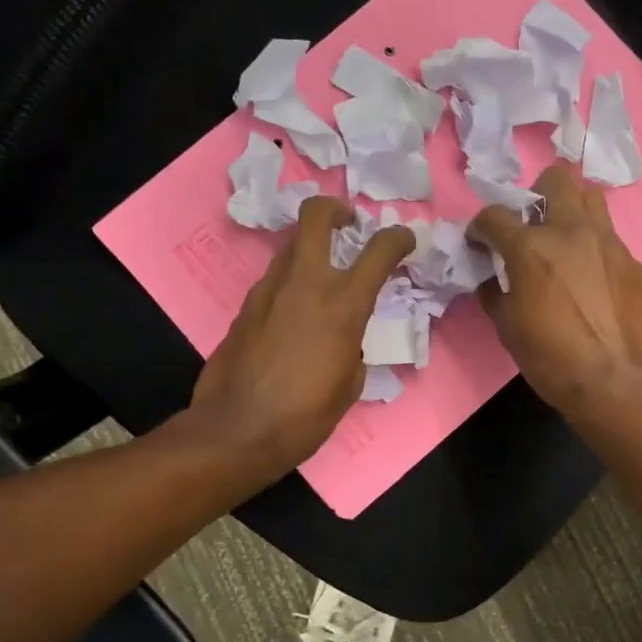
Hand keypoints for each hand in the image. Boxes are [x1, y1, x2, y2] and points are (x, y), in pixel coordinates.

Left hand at [187, 196, 414, 475]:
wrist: (236, 432)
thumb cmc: (305, 415)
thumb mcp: (350, 382)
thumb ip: (353, 345)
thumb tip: (345, 338)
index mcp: (343, 304)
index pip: (380, 249)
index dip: (399, 238)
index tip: (405, 241)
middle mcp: (305, 283)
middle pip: (316, 215)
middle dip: (336, 210)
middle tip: (349, 225)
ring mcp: (268, 290)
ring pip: (292, 246)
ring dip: (312, 250)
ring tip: (323, 277)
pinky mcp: (244, 307)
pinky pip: (275, 280)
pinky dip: (292, 282)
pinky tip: (296, 313)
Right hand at [470, 162, 641, 415]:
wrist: (616, 380)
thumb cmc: (552, 358)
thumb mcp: (507, 328)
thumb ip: (495, 293)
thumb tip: (492, 279)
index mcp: (531, 248)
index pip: (495, 215)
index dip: (480, 227)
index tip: (480, 242)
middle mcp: (570, 231)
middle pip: (555, 178)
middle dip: (536, 193)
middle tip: (532, 224)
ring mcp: (606, 241)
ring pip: (590, 196)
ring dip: (571, 207)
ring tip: (563, 237)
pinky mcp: (631, 260)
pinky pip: (608, 234)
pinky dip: (592, 243)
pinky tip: (589, 272)